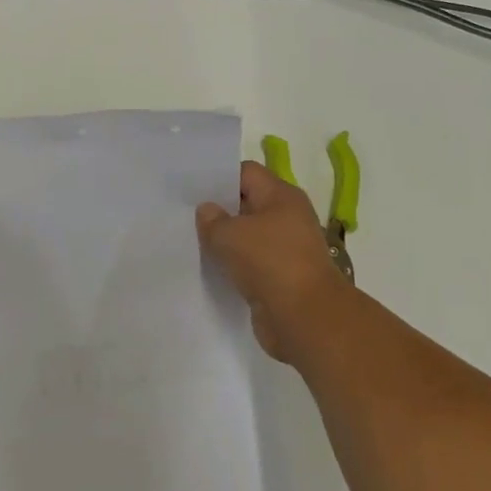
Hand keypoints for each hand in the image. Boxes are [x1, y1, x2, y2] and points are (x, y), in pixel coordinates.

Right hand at [197, 160, 350, 364]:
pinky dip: (233, 266)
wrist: (305, 318)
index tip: (190, 189)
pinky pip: (251, 264)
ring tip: (193, 243)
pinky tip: (211, 270)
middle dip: (218, 211)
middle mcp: (288, 217)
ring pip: (248, 237)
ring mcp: (286, 249)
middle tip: (185, 216)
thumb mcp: (230, 234)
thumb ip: (212, 219)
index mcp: (282, 196)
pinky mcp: (281, 277)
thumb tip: (207, 210)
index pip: (246, 173)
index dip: (218, 178)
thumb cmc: (270, 262)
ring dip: (225, 242)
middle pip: (247, 205)